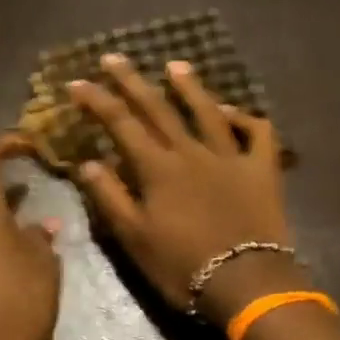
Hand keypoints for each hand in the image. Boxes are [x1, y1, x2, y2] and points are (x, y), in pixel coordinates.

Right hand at [71, 54, 301, 325]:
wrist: (246, 283)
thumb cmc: (183, 266)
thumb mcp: (135, 238)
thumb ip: (110, 197)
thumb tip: (88, 162)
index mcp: (158, 168)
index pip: (120, 124)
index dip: (97, 101)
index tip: (77, 82)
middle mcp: (191, 152)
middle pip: (158, 108)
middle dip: (132, 81)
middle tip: (113, 57)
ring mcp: (230, 156)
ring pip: (207, 111)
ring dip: (189, 86)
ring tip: (175, 65)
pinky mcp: (262, 169)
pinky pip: (258, 133)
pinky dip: (245, 118)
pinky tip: (232, 111)